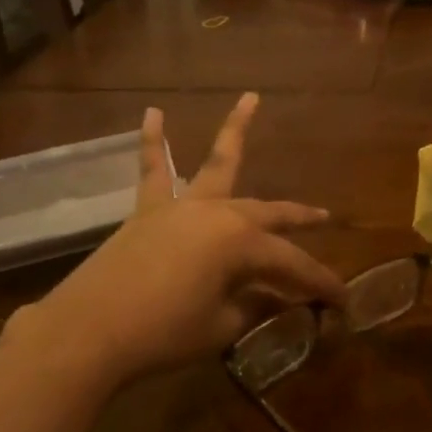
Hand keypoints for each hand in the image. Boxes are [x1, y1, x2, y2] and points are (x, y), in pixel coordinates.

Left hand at [28, 94, 345, 389]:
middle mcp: (217, 214)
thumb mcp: (220, 326)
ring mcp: (181, 207)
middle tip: (325, 216)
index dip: (320, 283)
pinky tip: (152, 113)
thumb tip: (276, 299)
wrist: (88, 332)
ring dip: (235, 132)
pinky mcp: (148, 212)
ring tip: (250, 99)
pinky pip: (153, 170)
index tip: (343, 301)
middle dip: (298, 217)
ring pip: (217, 165)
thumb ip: (253, 306)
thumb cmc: (163, 333)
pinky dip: (153, 142)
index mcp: (241, 244)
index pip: (293, 264)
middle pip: (268, 213)